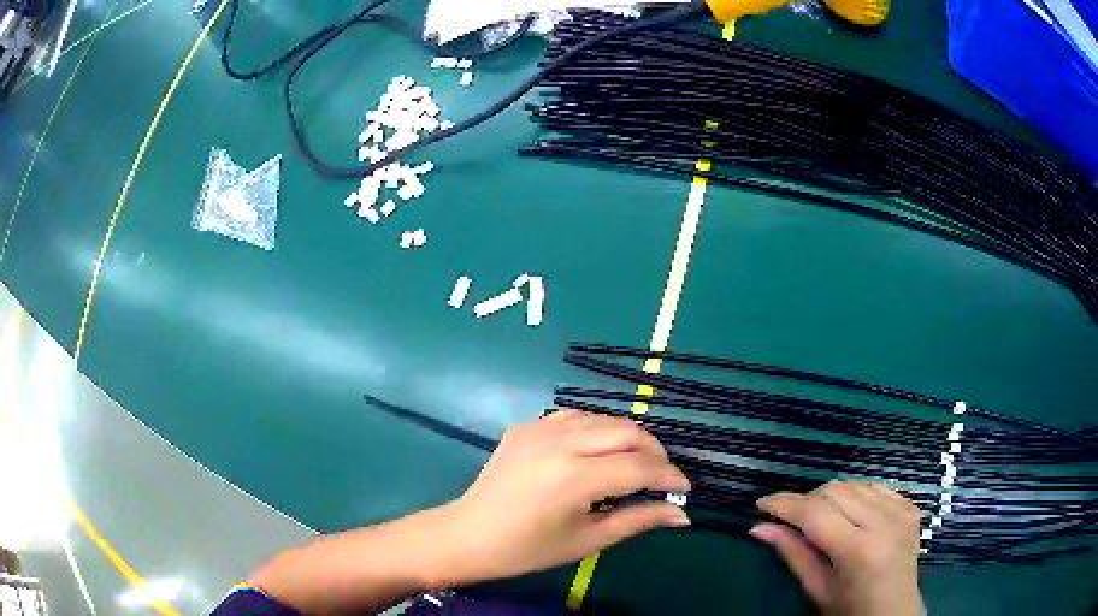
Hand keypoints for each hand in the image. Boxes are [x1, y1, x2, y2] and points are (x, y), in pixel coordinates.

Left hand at [430, 410, 690, 586]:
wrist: (468, 535)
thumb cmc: (528, 549)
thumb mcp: (587, 540)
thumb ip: (638, 521)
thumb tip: (682, 516)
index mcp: (574, 477)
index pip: (639, 468)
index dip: (669, 478)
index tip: (685, 490)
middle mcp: (560, 442)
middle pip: (627, 432)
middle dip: (655, 453)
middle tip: (663, 477)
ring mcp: (539, 428)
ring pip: (603, 419)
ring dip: (628, 438)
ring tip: (635, 465)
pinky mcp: (526, 426)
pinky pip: (574, 417)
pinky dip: (596, 430)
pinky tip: (597, 452)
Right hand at [750, 481, 924, 615]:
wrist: (894, 614)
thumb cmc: (850, 611)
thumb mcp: (817, 589)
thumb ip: (792, 553)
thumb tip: (759, 527)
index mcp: (858, 550)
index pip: (815, 513)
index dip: (785, 504)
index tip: (762, 503)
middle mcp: (883, 522)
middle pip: (835, 491)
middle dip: (806, 501)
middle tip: (791, 520)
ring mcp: (901, 511)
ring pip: (854, 484)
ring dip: (830, 497)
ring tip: (820, 519)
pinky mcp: (910, 507)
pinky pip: (876, 487)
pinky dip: (855, 495)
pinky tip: (849, 514)